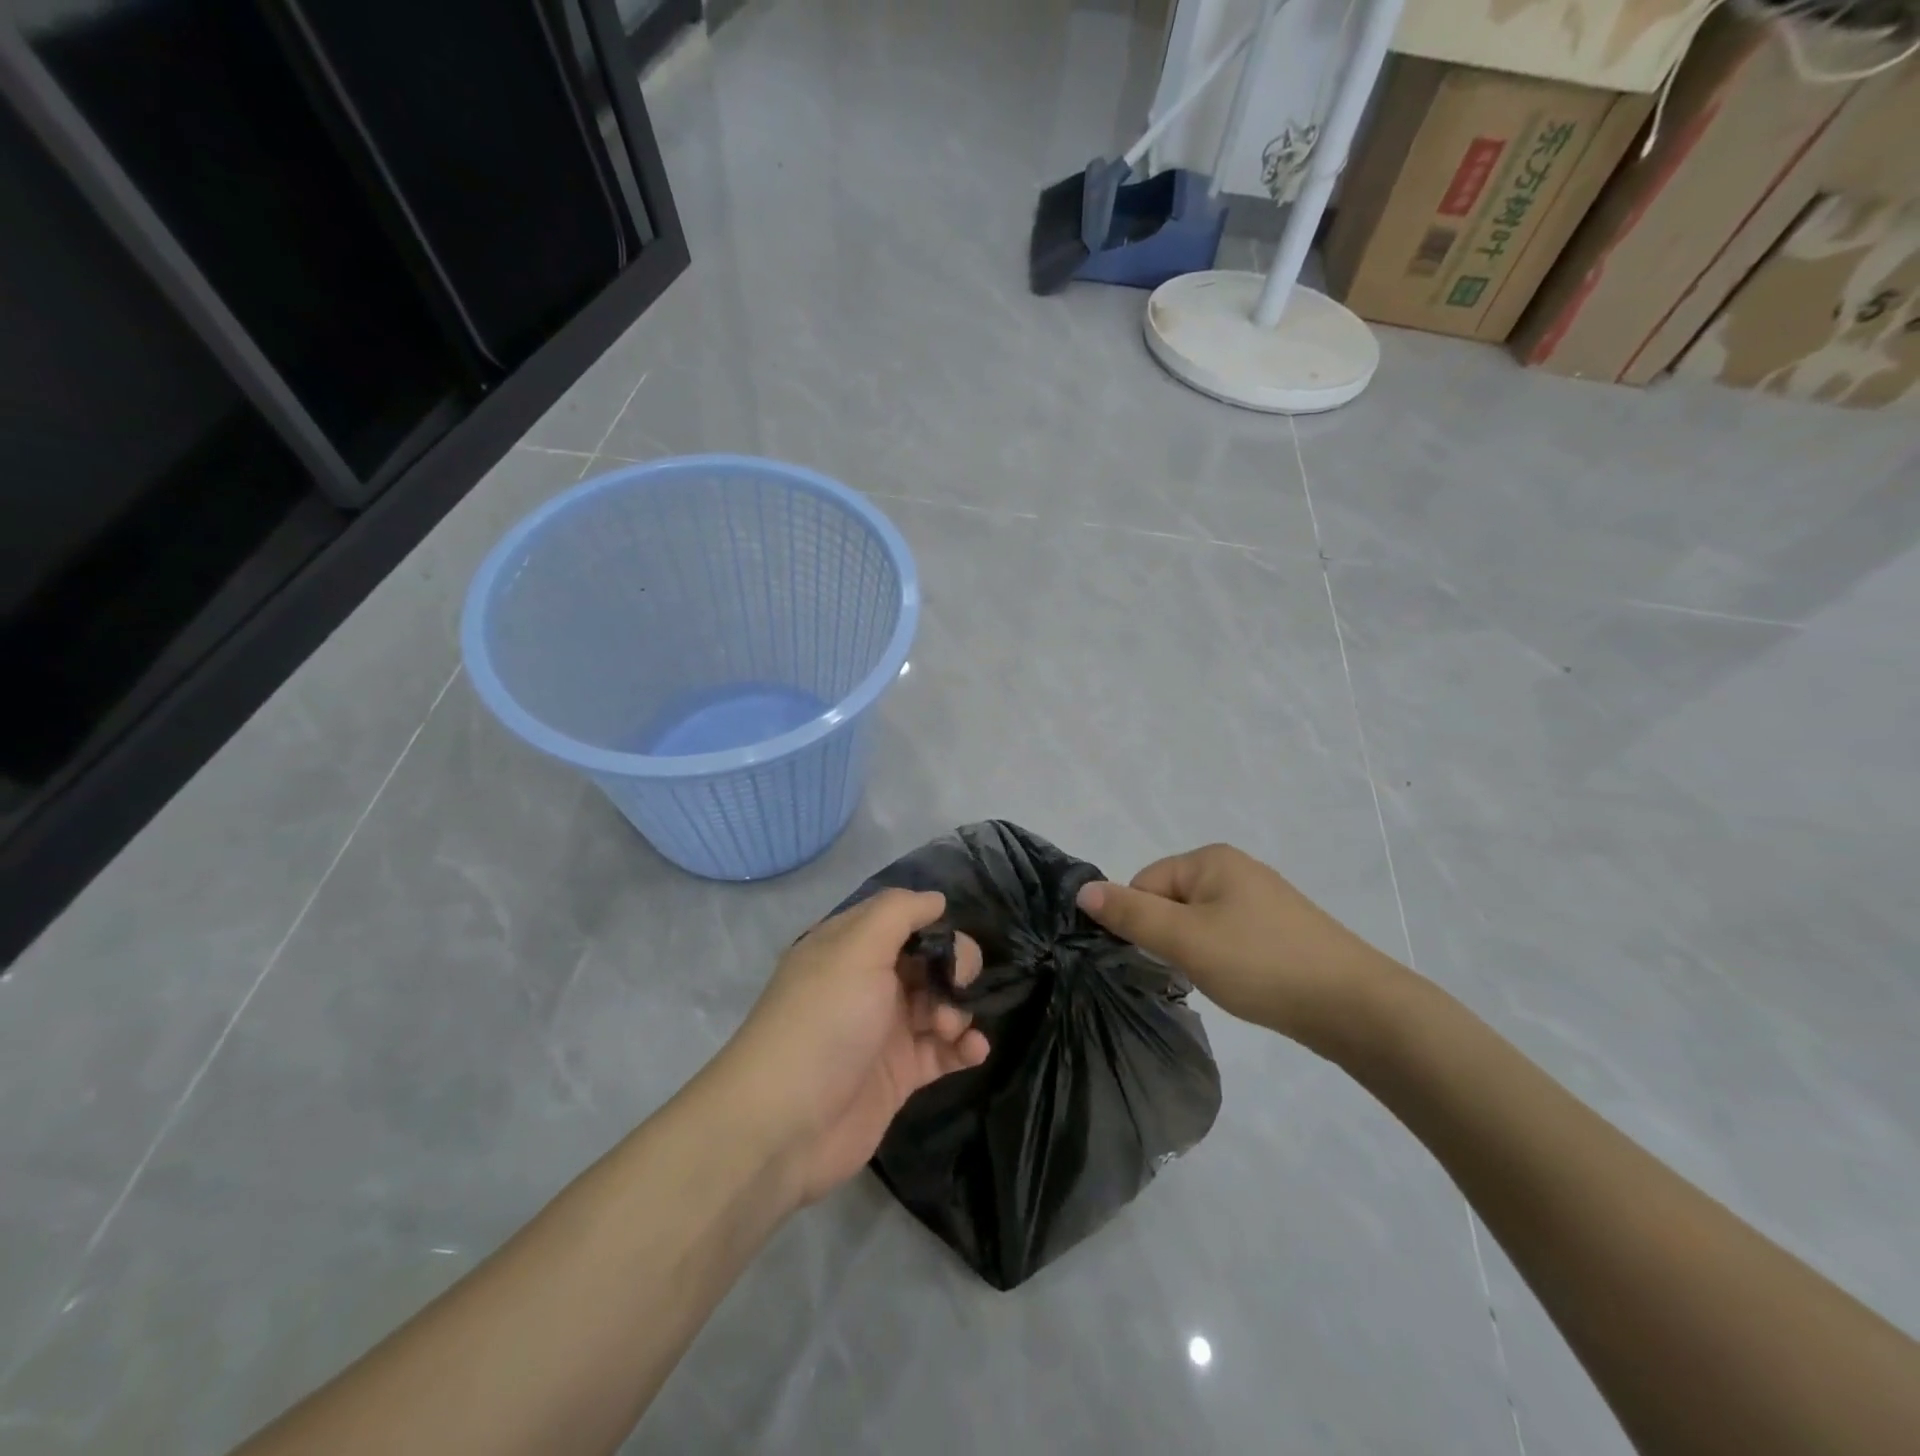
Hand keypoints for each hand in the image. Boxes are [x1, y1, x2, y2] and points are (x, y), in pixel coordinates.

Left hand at [719, 890, 988, 1206]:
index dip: (932, 925)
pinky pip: (943, 1051)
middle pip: (928, 961)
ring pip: (940, 1004)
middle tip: (957, 985)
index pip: (903, 920)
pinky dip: (964, 1047)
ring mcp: (884, 1029)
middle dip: (954, 968)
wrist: (785, 1124)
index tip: (950, 940)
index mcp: (850, 946)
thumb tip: (936, 899)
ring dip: (957, 1010)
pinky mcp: (899, 1074)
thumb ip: (899, 912)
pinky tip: (975, 1050)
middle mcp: (868, 983)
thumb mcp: (857, 948)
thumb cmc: (825, 1021)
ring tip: (949, 1029)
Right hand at [1075, 844, 1401, 1050]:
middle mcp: (1235, 868)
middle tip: (1192, 972)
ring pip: (1200, 922)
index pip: (1145, 883)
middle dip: (1170, 938)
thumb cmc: (1261, 963)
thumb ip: (1131, 914)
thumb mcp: (1185, 939)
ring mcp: (1262, 898)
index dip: (1144, 923)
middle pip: (1171, 901)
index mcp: (1211, 858)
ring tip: (1220, 980)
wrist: (1356, 1006)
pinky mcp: (1280, 929)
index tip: (1164, 958)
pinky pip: (1229, 936)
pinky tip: (1243, 982)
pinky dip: (1225, 959)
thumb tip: (1083, 890)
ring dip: (1196, 952)